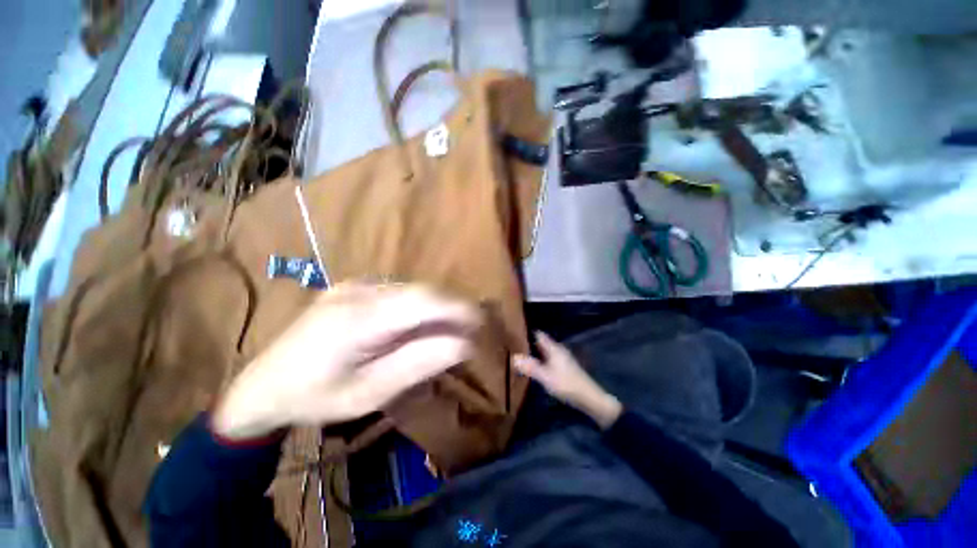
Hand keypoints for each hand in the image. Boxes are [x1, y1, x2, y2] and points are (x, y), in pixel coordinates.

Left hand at [212, 283, 479, 439]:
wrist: (261, 386)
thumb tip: (463, 344)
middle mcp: (358, 291)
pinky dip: (418, 305)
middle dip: (451, 307)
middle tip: (470, 327)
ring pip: (411, 289)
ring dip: (436, 306)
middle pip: (420, 291)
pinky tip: (420, 324)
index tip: (480, 322)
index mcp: (358, 319)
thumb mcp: (370, 392)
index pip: (422, 301)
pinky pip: (397, 292)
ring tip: (450, 328)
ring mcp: (354, 285)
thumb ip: (418, 364)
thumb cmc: (315, 399)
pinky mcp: (352, 288)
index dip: (457, 308)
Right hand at [513, 332, 621, 428]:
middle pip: (542, 343)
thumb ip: (530, 367)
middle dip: (529, 343)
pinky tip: (535, 367)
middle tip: (514, 346)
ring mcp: (563, 359)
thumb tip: (514, 357)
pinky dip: (541, 360)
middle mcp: (558, 350)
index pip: (539, 335)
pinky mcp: (565, 368)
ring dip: (535, 353)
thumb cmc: (567, 384)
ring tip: (521, 355)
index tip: (514, 333)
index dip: (527, 333)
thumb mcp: (546, 377)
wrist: (590, 398)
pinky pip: (549, 359)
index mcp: (554, 348)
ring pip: (545, 352)